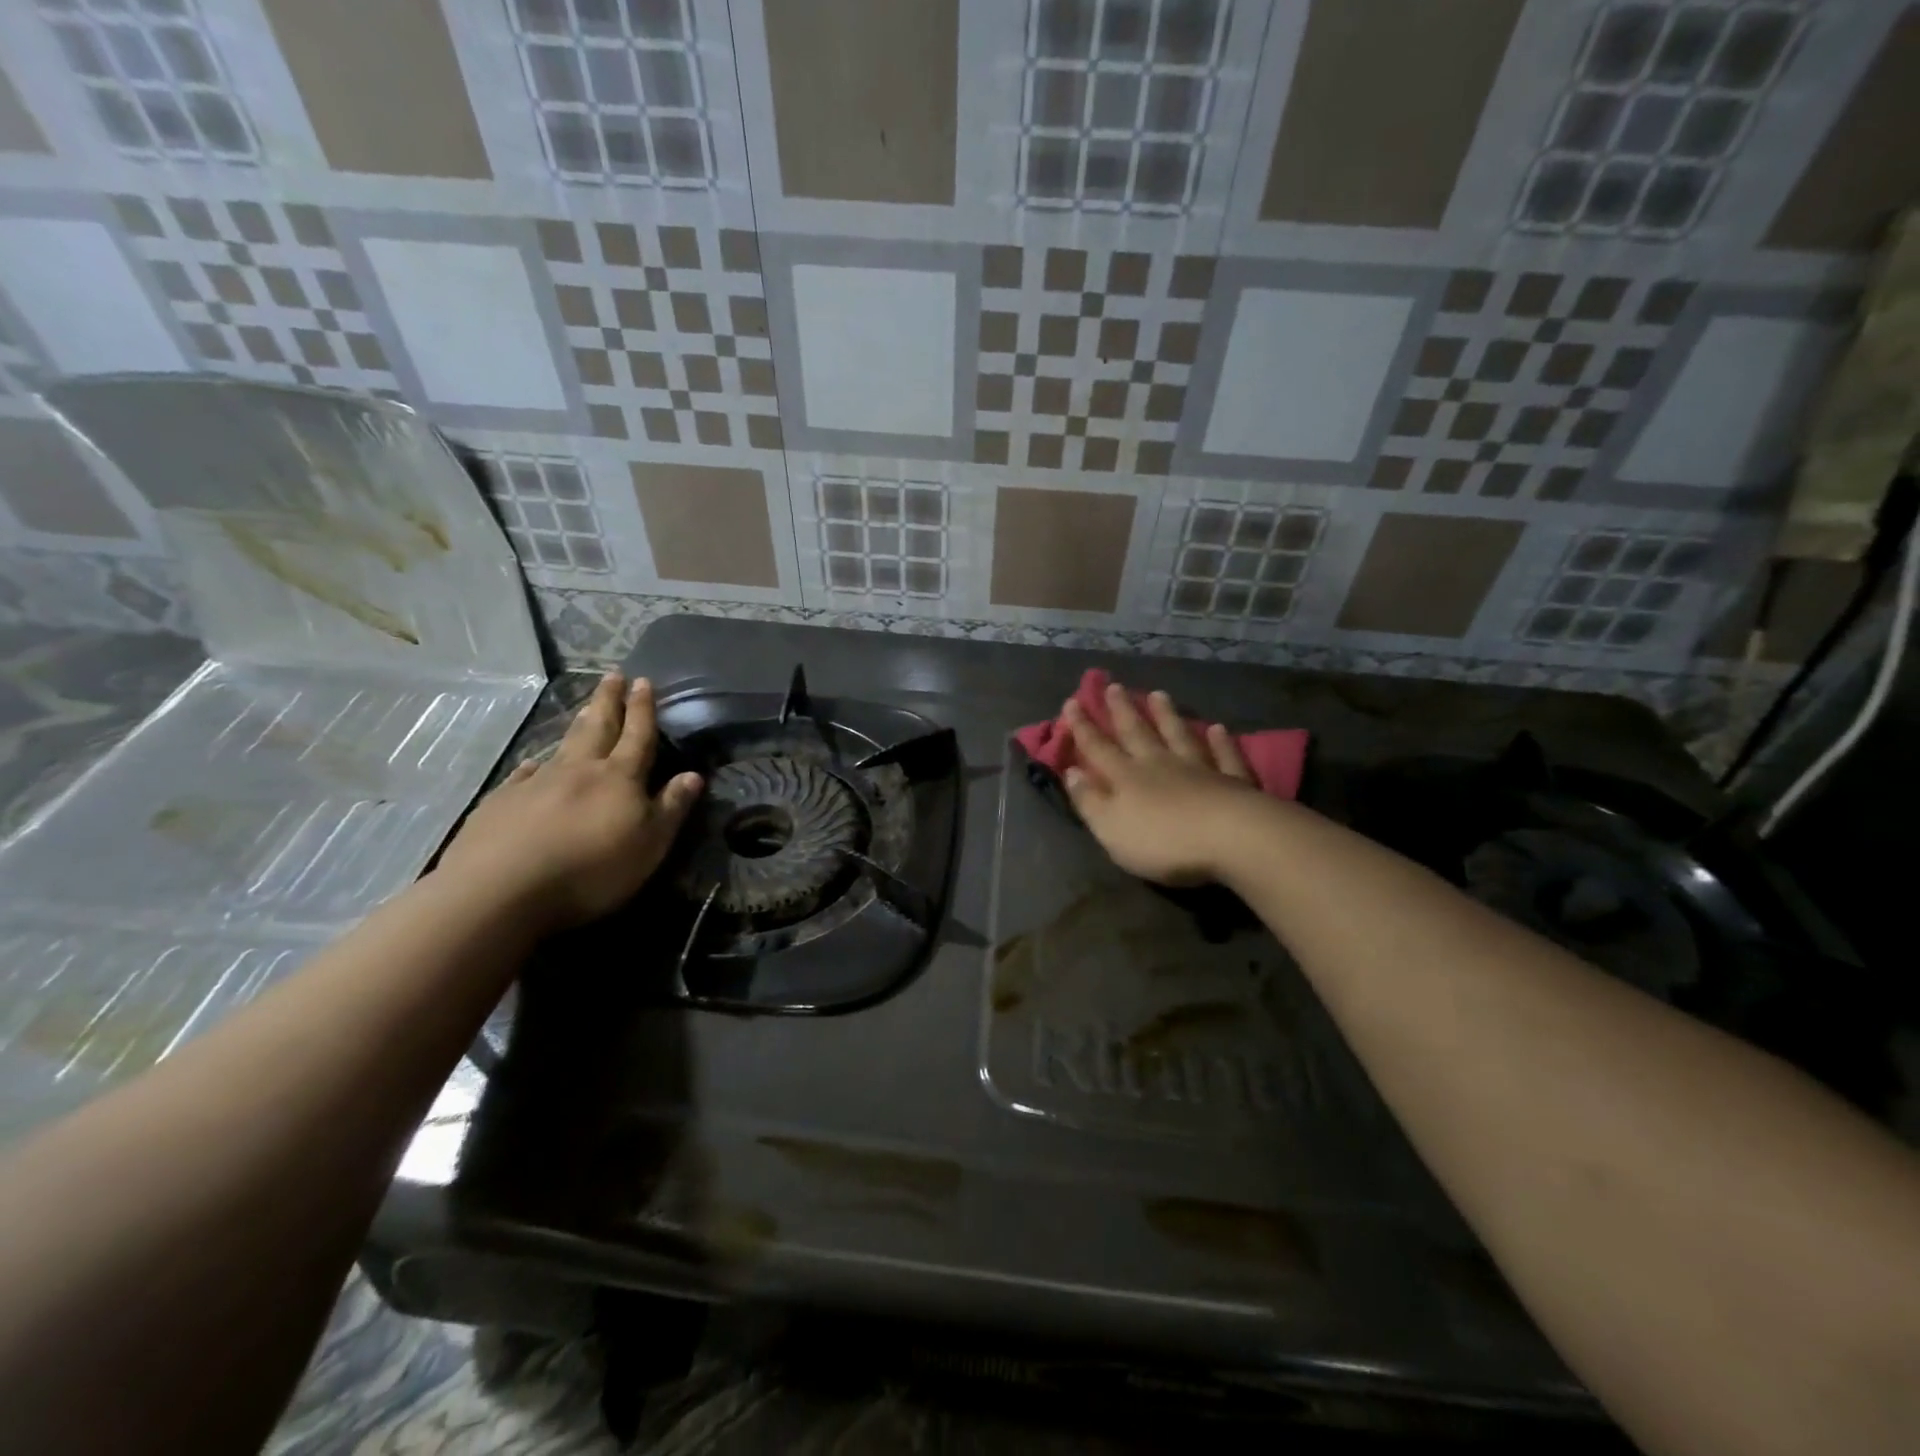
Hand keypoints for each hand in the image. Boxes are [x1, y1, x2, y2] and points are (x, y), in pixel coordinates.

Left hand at [437, 672, 702, 931]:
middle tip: (613, 675)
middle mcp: (579, 770)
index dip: (643, 709)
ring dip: (578, 724)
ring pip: (563, 746)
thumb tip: (694, 775)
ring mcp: (536, 783)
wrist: (502, 889)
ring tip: (585, 707)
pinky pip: (524, 774)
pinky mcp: (502, 803)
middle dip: (608, 701)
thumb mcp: (649, 845)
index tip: (644, 682)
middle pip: (598, 728)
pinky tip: (533, 764)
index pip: (637, 736)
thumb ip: (671, 808)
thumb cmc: (591, 869)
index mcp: (619, 778)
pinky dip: (534, 765)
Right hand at [1062, 682, 1266, 885]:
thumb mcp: (1111, 828)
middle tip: (1114, 686)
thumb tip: (1070, 772)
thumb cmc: (1163, 840)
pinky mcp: (1233, 781)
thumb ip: (1089, 800)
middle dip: (1122, 710)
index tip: (1072, 702)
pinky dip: (1221, 741)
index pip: (1098, 748)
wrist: (1231, 839)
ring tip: (1158, 694)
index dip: (1083, 727)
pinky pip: (1224, 755)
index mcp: (1127, 778)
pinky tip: (1218, 728)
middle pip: (1137, 733)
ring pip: (1178, 735)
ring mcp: (1199, 769)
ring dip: (1167, 715)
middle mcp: (1160, 764)